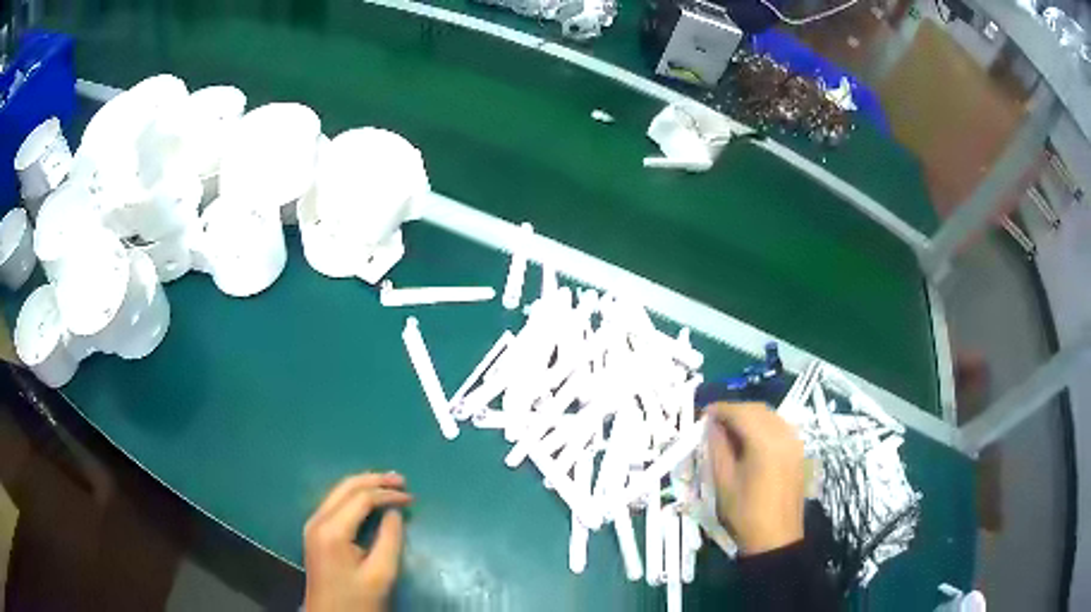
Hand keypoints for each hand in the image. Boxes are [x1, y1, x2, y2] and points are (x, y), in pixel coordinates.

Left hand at [303, 472, 412, 611]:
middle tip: (401, 480)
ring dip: (364, 486)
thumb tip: (394, 513)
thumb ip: (390, 539)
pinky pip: (335, 504)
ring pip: (339, 492)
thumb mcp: (381, 574)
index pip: (361, 498)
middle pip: (346, 487)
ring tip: (390, 484)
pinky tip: (370, 499)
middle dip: (374, 480)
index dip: (388, 494)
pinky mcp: (315, 533)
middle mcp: (317, 520)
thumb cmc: (357, 600)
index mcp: (332, 530)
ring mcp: (313, 525)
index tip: (412, 498)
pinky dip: (355, 497)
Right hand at [706, 402, 805, 555]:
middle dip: (735, 411)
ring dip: (749, 416)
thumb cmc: (745, 512)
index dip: (720, 410)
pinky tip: (750, 439)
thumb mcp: (723, 481)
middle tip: (714, 422)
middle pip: (758, 410)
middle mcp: (784, 434)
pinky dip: (763, 425)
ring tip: (729, 430)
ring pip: (770, 416)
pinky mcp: (798, 451)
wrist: (776, 537)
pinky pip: (780, 427)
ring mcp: (795, 442)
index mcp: (765, 442)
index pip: (740, 413)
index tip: (703, 414)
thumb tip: (711, 425)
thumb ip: (717, 447)